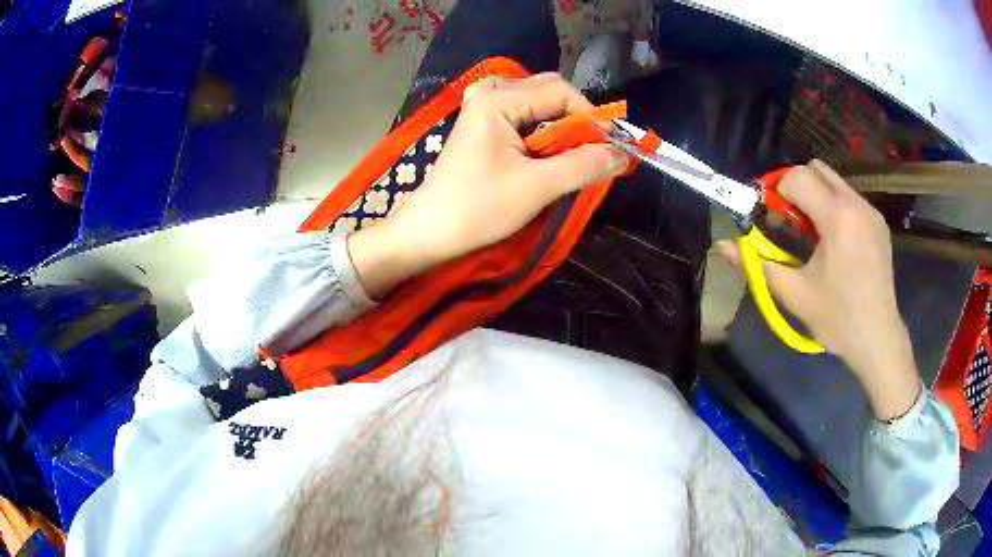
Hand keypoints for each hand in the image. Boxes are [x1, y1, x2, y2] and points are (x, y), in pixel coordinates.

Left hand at [348, 73, 627, 297]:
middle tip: (587, 154)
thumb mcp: (538, 187)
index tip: (606, 149)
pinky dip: (540, 129)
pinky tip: (540, 152)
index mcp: (498, 100)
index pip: (561, 91)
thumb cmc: (479, 208)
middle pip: (550, 91)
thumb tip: (624, 153)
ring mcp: (481, 105)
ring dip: (559, 126)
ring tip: (563, 157)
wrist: (430, 231)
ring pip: (538, 102)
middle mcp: (488, 92)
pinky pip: (522, 113)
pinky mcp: (480, 122)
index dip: (590, 117)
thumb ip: (585, 165)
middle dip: (575, 121)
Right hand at [718, 160, 920, 419]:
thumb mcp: (794, 293)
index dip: (776, 192)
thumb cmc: (837, 319)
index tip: (772, 220)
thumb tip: (721, 246)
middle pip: (816, 169)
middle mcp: (856, 204)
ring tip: (812, 235)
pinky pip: (848, 198)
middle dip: (795, 187)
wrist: (878, 339)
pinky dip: (833, 208)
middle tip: (789, 222)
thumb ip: (756, 264)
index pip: (798, 177)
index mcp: (837, 218)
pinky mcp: (878, 222)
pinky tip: (833, 242)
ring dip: (815, 197)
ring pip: (833, 181)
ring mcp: (871, 212)